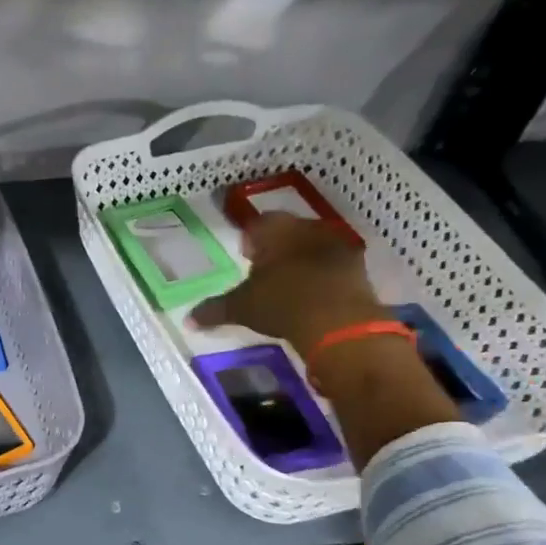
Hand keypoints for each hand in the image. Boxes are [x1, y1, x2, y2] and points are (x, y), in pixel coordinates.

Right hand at [189, 213, 387, 356]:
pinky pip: (333, 265)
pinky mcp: (357, 266)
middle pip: (288, 231)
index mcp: (275, 229)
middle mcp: (307, 227)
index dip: (251, 240)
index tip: (247, 257)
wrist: (337, 320)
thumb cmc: (281, 302)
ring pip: (313, 246)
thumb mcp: (241, 308)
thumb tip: (188, 319)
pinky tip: (315, 295)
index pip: (258, 225)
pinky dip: (323, 276)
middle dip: (277, 248)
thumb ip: (214, 310)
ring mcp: (337, 244)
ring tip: (291, 284)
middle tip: (266, 271)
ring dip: (302, 259)